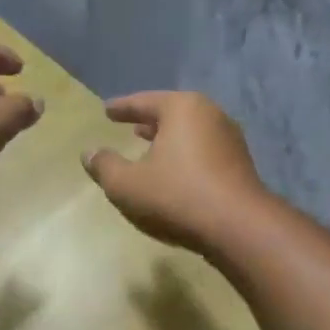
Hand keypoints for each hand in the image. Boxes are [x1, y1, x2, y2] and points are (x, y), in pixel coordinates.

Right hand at [81, 91, 269, 254]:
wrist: (238, 228)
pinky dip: (185, 156)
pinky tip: (176, 172)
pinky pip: (204, 152)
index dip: (122, 108)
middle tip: (131, 125)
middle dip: (150, 121)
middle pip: (173, 113)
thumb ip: (104, 166)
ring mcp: (230, 140)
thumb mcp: (126, 184)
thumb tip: (88, 153)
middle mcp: (210, 115)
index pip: (144, 102)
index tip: (106, 110)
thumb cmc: (176, 197)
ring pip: (191, 133)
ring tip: (151, 147)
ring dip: (169, 140)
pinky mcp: (240, 165)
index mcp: (182, 109)